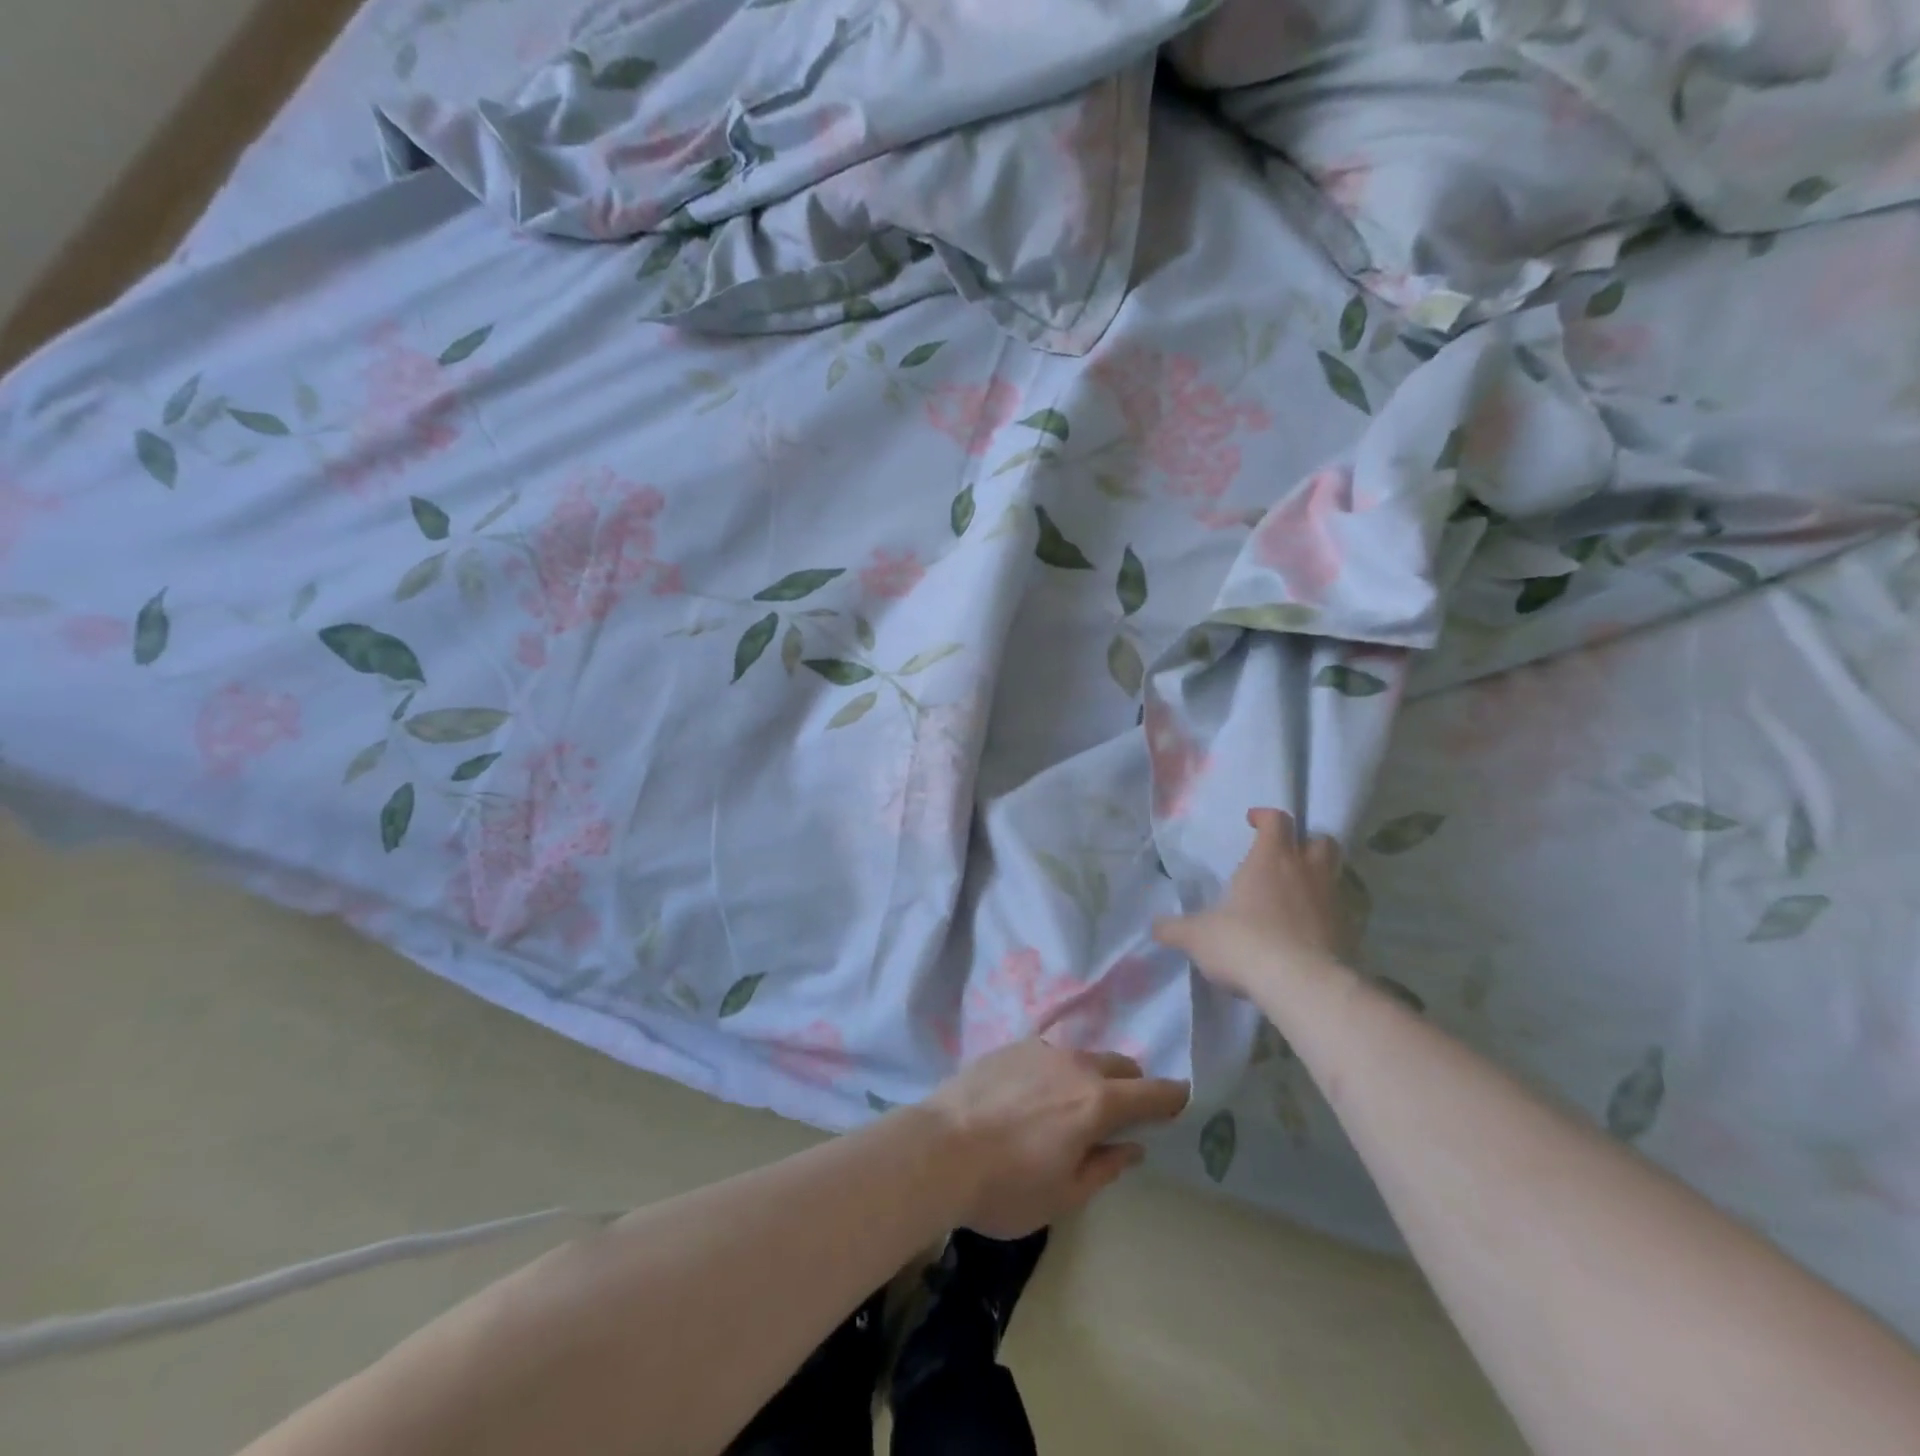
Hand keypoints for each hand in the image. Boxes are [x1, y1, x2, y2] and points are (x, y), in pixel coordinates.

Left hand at [924, 1040, 1189, 1238]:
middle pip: (1119, 1064)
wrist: (939, 1148)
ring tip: (1071, 1105)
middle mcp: (1074, 1065)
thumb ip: (1104, 1167)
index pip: (1152, 1093)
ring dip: (1091, 1076)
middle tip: (1123, 1112)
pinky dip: (1056, 1071)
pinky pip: (1048, 1055)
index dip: (1172, 1097)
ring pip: (1082, 1056)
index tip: (1183, 1100)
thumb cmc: (1006, 1185)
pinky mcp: (1010, 1046)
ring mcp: (1040, 1050)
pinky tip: (1033, 1096)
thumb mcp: (1064, 1195)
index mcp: (1096, 1102)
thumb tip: (1132, 1147)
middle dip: (1131, 1084)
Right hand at [1153, 808, 1349, 1001]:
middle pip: (1320, 840)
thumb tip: (1154, 927)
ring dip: (1318, 877)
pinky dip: (1326, 914)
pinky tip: (1307, 932)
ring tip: (1296, 895)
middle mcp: (1307, 871)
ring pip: (1335, 873)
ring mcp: (1333, 901)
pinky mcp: (1349, 932)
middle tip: (1285, 856)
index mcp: (1270, 859)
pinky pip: (1340, 911)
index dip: (1266, 817)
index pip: (1277, 820)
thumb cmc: (1243, 943)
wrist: (1301, 985)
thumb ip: (1175, 929)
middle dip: (1305, 842)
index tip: (1253, 822)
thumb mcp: (1197, 936)